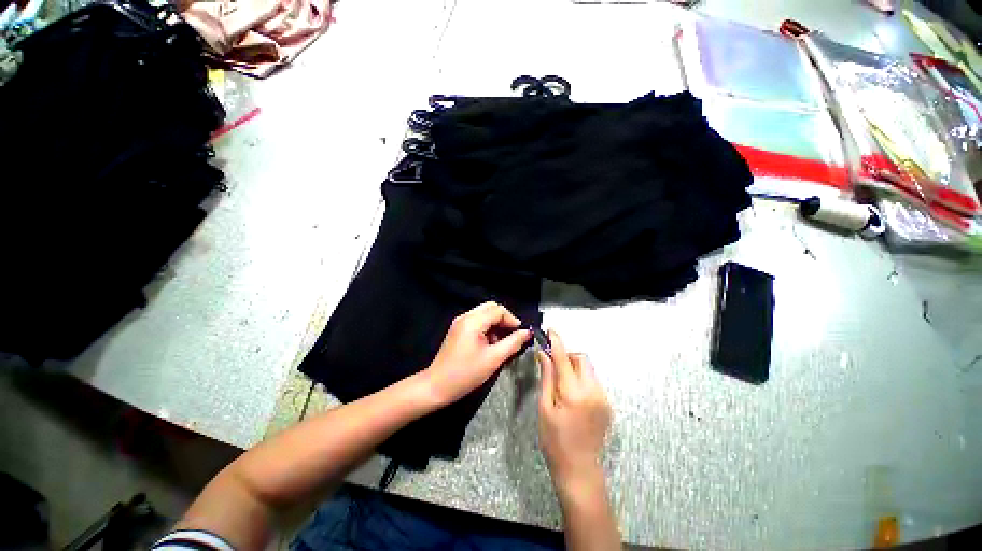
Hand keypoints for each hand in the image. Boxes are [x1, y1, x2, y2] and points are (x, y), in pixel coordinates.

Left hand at [423, 302, 530, 405]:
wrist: (437, 386)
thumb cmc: (466, 373)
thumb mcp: (493, 359)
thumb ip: (513, 343)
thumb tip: (527, 333)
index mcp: (473, 321)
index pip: (498, 310)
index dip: (512, 320)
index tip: (521, 334)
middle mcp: (465, 317)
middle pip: (491, 308)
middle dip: (504, 320)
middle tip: (513, 336)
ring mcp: (460, 323)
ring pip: (484, 314)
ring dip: (496, 324)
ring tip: (502, 343)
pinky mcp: (458, 330)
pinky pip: (477, 322)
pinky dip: (487, 328)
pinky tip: (490, 344)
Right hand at [536, 330, 611, 492]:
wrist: (580, 469)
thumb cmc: (555, 440)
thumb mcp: (544, 408)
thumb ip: (547, 377)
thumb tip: (543, 353)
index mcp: (573, 392)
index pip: (564, 357)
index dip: (556, 341)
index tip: (550, 330)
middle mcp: (592, 391)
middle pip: (581, 359)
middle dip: (567, 356)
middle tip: (553, 366)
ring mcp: (603, 398)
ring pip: (588, 369)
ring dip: (574, 368)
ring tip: (562, 384)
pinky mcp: (607, 404)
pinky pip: (593, 381)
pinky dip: (581, 379)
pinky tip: (572, 396)